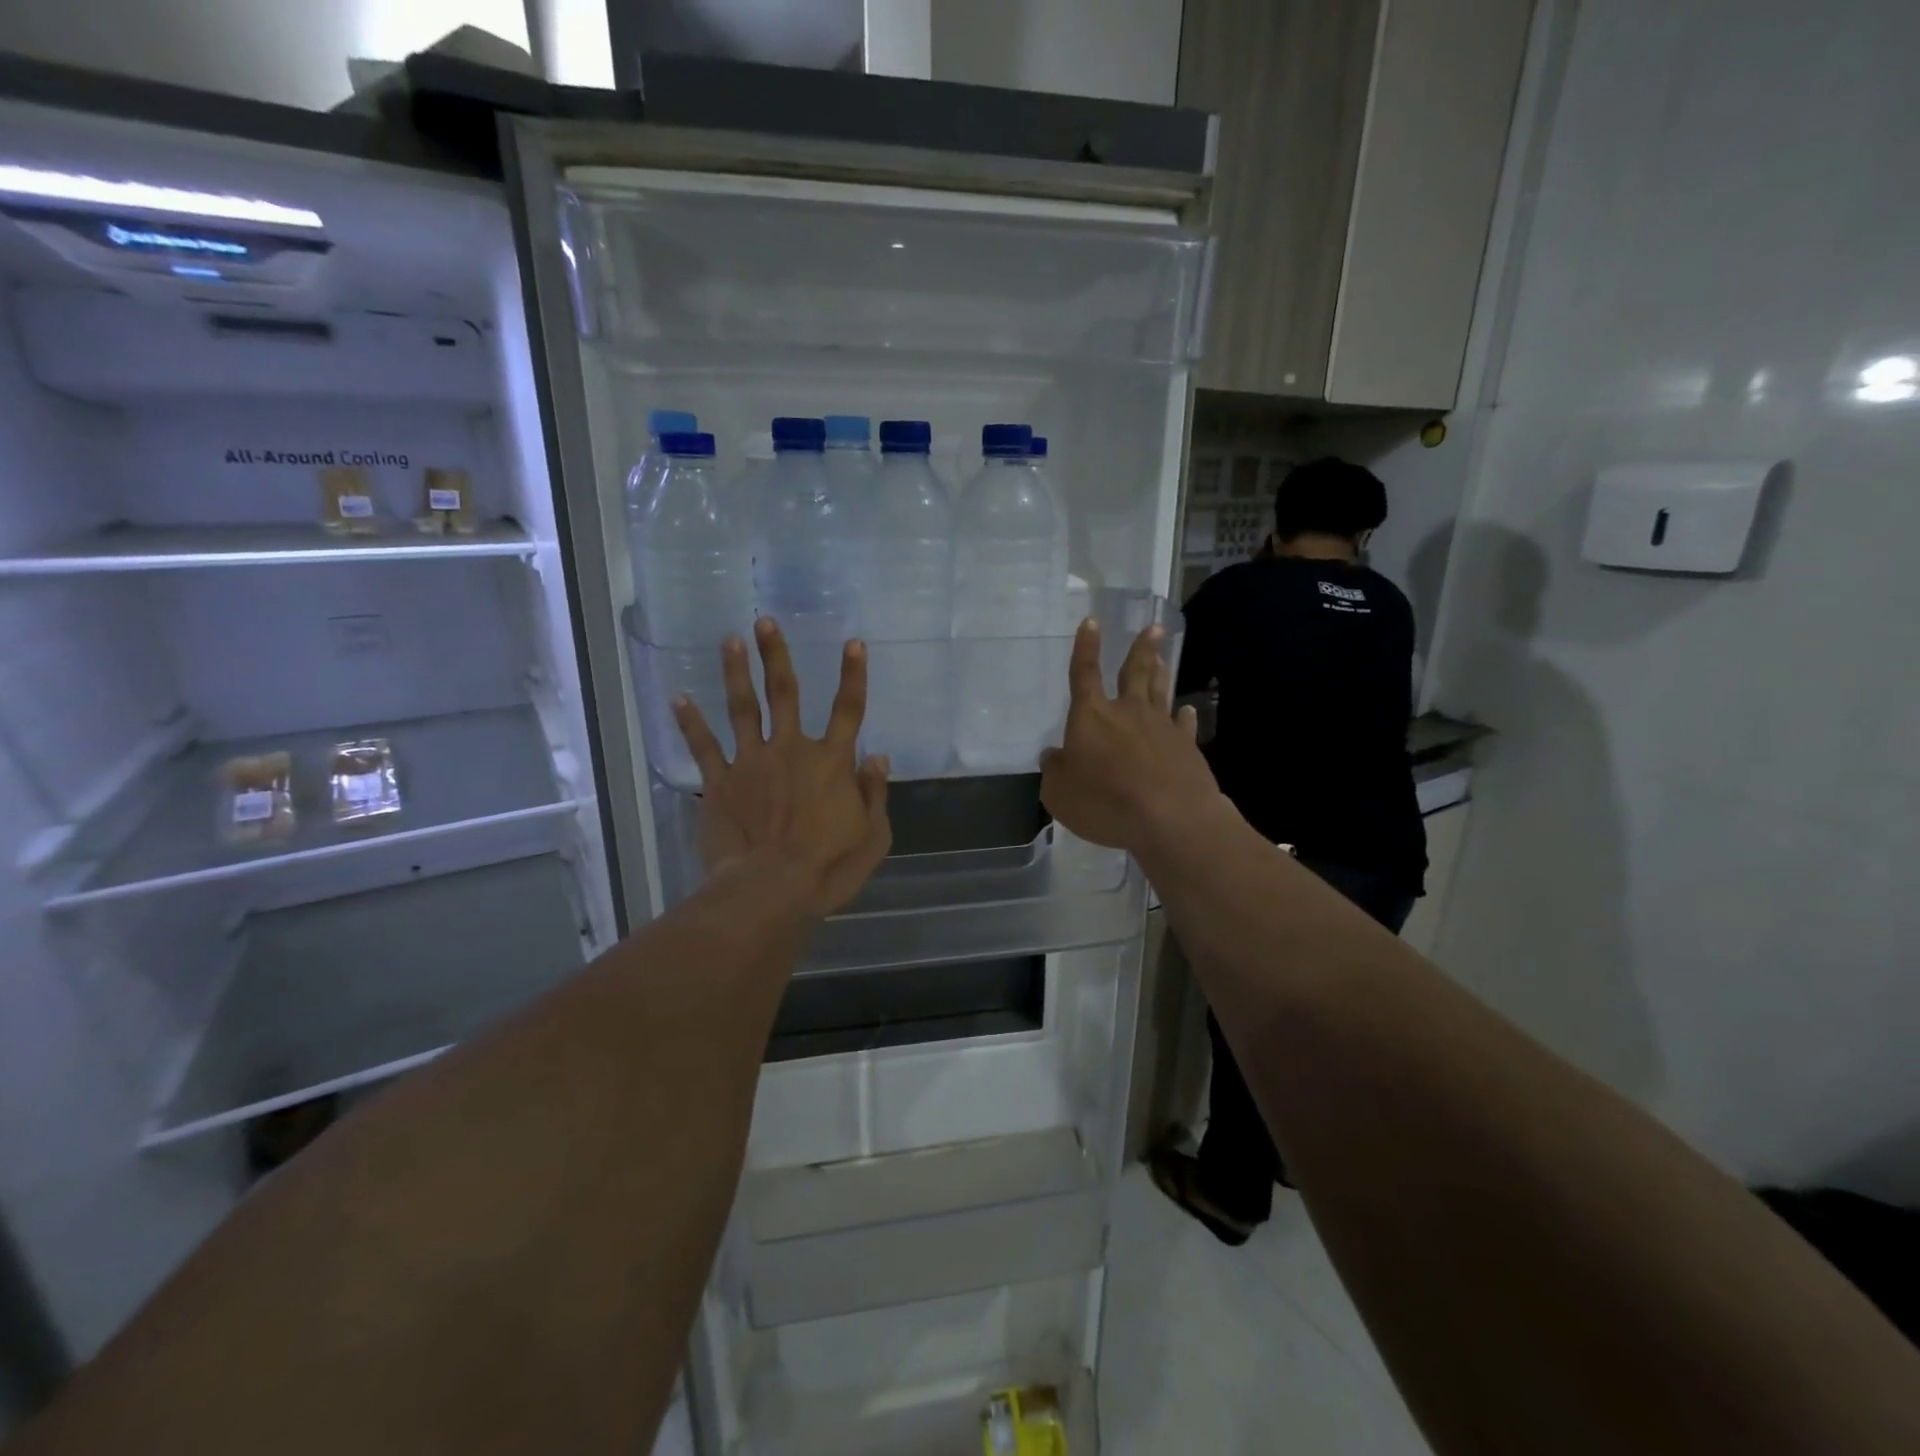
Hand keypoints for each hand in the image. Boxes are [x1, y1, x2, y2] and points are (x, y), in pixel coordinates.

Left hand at [673, 619, 891, 916]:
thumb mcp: (873, 836)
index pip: (849, 709)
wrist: (769, 890)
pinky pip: (704, 747)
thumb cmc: (827, 868)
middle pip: (785, 694)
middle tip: (765, 622)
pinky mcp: (720, 783)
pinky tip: (679, 697)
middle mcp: (791, 750)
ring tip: (730, 640)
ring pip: (743, 709)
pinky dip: (691, 722)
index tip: (853, 642)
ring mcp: (751, 763)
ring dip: (736, 673)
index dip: (853, 675)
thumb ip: (875, 794)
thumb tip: (877, 757)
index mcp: (832, 762)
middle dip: (777, 656)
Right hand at [1039, 620, 1223, 852]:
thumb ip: (1054, 770)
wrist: (1169, 818)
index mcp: (1091, 716)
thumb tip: (1054, 755)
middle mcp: (1127, 712)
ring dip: (1160, 672)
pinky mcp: (1187, 748)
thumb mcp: (1059, 793)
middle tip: (1154, 627)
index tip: (1092, 622)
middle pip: (1134, 672)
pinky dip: (1184, 716)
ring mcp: (1161, 728)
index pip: (1084, 674)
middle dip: (1141, 648)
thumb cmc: (1104, 802)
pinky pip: (1184, 725)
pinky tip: (1186, 710)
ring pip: (1160, 691)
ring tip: (1163, 655)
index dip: (1086, 648)